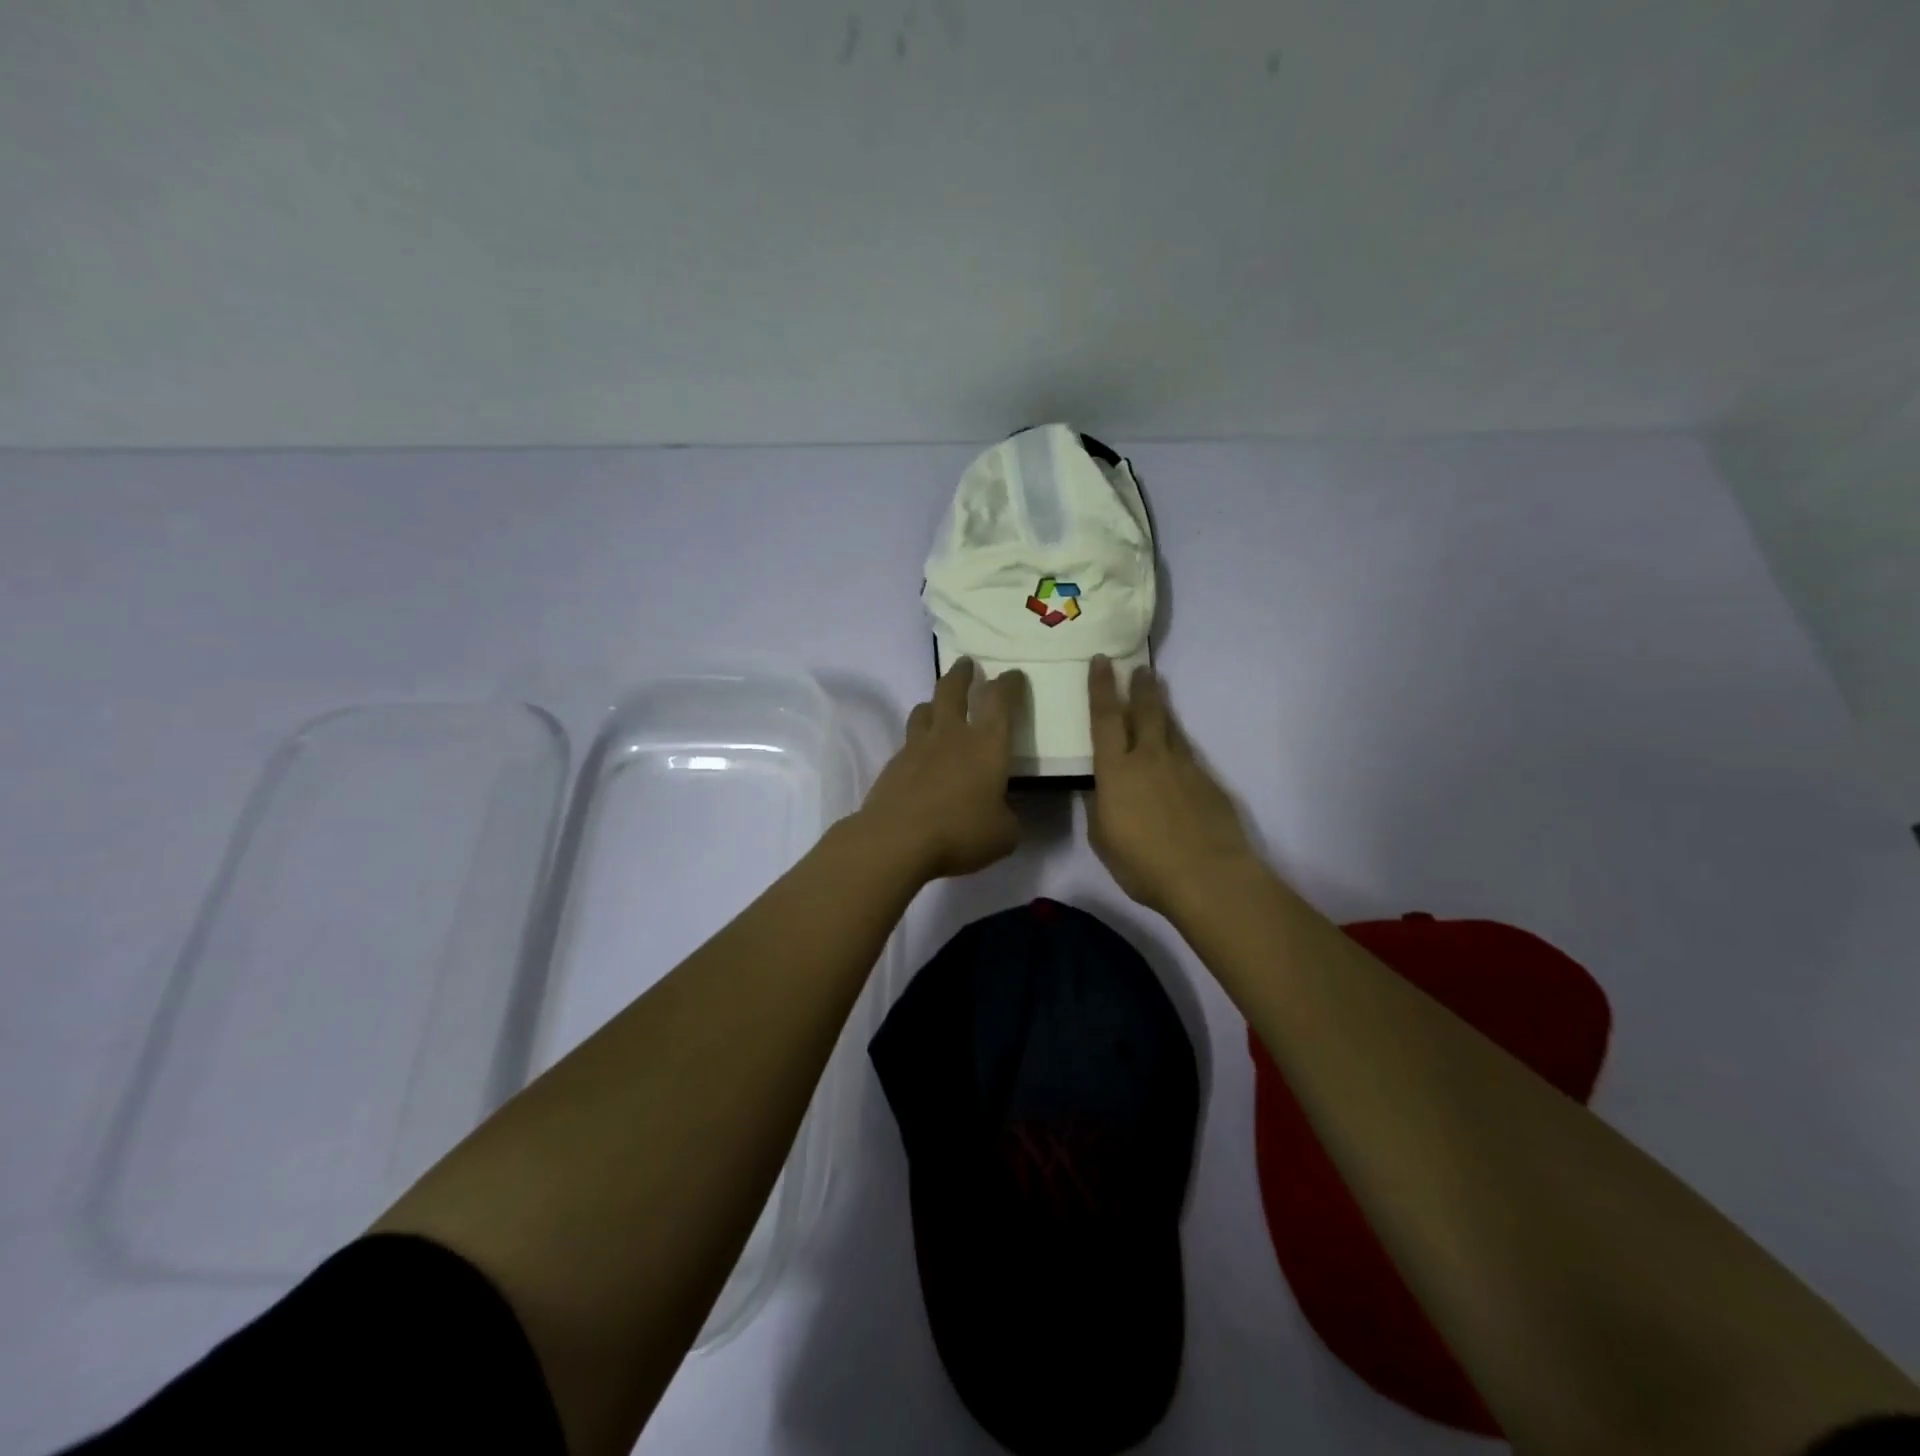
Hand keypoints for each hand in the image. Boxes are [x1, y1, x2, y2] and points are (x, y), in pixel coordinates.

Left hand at [856, 659, 1023, 880]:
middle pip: (952, 690)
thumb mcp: (1003, 834)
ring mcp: (916, 747)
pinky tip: (920, 756)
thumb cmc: (960, 832)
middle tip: (966, 664)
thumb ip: (1007, 817)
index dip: (1009, 684)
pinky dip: (917, 741)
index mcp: (986, 744)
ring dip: (934, 703)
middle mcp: (951, 735)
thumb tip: (1001, 813)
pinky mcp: (892, 766)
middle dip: (961, 674)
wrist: (896, 840)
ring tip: (938, 706)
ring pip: (924, 710)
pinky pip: (907, 742)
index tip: (1013, 675)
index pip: (1000, 701)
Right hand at [1088, 656, 1259, 914]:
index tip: (1101, 661)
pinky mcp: (1208, 782)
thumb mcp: (1103, 839)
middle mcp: (1149, 758)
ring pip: (1170, 727)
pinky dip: (1178, 743)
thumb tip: (1099, 789)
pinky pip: (1188, 753)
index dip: (1101, 688)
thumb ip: (1099, 807)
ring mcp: (1184, 767)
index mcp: (1116, 770)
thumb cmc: (1143, 863)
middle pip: (1144, 711)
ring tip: (1158, 691)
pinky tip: (1177, 750)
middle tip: (1139, 668)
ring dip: (1161, 707)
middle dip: (1139, 687)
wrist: (1208, 876)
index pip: (1105, 718)